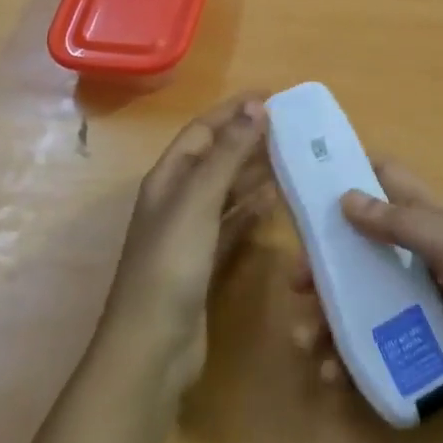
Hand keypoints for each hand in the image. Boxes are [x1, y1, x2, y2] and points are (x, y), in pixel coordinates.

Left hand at [101, 93, 275, 391]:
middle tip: (290, 126)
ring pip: (226, 190)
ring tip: (289, 156)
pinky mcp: (204, 263)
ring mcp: (190, 233)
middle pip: (215, 158)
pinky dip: (251, 209)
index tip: (271, 95)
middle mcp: (176, 200)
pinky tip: (274, 201)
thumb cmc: (171, 264)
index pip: (203, 130)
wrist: (152, 347)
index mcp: (168, 178)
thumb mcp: (199, 200)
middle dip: (246, 138)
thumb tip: (256, 106)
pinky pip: (232, 223)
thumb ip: (228, 153)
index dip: (233, 110)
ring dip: (252, 172)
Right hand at [291, 160, 442, 411]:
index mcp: (433, 216)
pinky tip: (334, 370)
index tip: (306, 183)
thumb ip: (400, 222)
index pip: (386, 179)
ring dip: (333, 312)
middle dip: (326, 260)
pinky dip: (353, 350)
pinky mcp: (427, 337)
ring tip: (309, 339)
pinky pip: (381, 337)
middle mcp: (423, 250)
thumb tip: (345, 197)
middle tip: (296, 283)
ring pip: (366, 294)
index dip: (349, 173)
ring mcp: (425, 296)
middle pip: (363, 243)